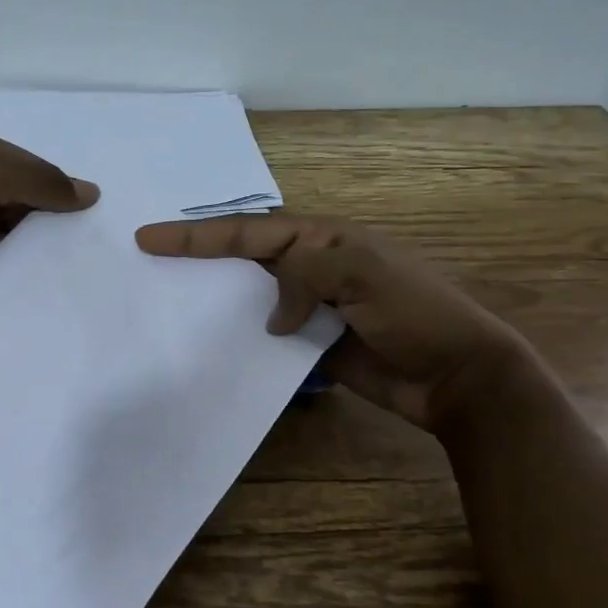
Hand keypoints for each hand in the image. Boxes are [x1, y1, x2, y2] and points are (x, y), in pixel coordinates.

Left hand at [0, 128, 97, 289]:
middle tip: (86, 257)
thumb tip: (91, 193)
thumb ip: (42, 182)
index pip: (29, 173)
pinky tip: (27, 296)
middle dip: (43, 230)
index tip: (92, 221)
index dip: (58, 193)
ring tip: (64, 281)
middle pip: (16, 209)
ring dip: (21, 258)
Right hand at [135, 214, 530, 433]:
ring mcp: (312, 307)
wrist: (459, 377)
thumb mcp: (365, 276)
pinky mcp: (313, 345)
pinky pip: (268, 335)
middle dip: (198, 256)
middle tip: (148, 261)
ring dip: (216, 298)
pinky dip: (242, 337)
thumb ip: (307, 276)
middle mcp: (312, 267)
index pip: (249, 230)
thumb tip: (272, 317)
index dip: (197, 235)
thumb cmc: (419, 314)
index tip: (149, 238)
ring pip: (251, 296)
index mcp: (324, 239)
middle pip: (244, 256)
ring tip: (170, 303)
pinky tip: (213, 344)